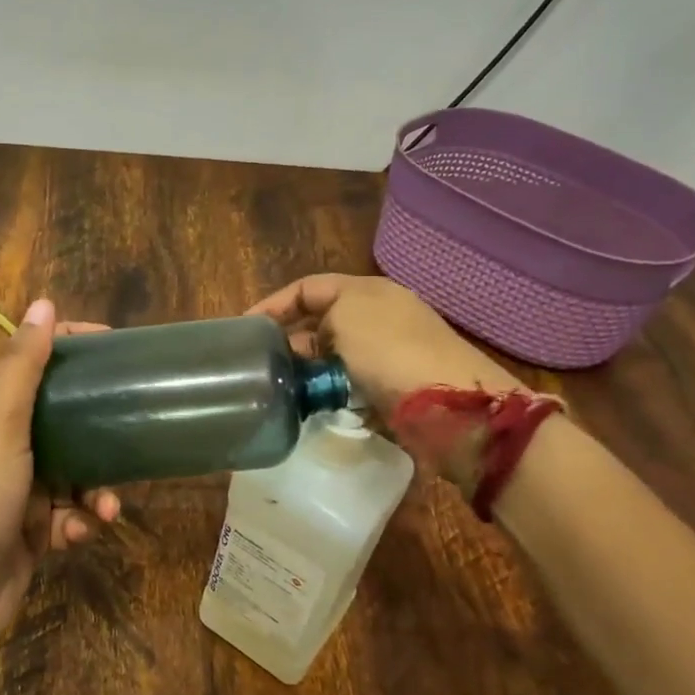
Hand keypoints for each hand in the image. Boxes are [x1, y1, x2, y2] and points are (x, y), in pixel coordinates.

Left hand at [0, 299, 119, 648]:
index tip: (118, 348)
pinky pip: (73, 517)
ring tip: (106, 508)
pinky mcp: (35, 533)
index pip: (38, 364)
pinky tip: (78, 536)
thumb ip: (23, 367)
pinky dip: (80, 525)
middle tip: (136, 426)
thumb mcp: (1, 425)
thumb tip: (44, 302)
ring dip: (97, 491)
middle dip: (102, 430)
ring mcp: (23, 492)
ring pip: (78, 475)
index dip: (74, 349)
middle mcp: (10, 447)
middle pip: (68, 421)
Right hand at [247, 274, 522, 420]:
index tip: (244, 330)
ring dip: (308, 371)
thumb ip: (317, 319)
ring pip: (333, 358)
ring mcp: (388, 354)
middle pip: (320, 323)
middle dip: (290, 341)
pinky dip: (330, 394)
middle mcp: (379, 317)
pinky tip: (313, 407)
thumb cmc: (391, 351)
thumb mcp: (346, 315)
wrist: (450, 406)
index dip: (274, 304)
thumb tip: (308, 344)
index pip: (308, 288)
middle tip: (261, 365)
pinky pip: (349, 386)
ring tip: (281, 389)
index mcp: (367, 291)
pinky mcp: (393, 389)